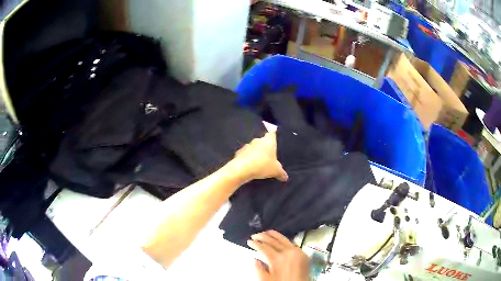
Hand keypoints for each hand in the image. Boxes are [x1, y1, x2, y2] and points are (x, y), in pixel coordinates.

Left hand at [232, 132, 287, 181]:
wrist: (242, 169)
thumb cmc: (263, 165)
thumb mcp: (276, 171)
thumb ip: (281, 173)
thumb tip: (285, 177)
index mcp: (268, 140)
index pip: (272, 133)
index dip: (274, 135)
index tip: (274, 139)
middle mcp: (258, 140)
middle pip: (262, 141)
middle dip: (265, 147)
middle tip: (269, 156)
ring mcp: (247, 145)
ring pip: (253, 147)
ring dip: (255, 153)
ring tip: (259, 162)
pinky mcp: (239, 152)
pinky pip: (245, 155)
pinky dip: (247, 159)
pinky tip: (249, 166)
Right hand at [247, 230, 308, 280]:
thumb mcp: (266, 279)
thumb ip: (258, 268)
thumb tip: (255, 259)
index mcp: (277, 259)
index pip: (263, 247)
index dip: (255, 244)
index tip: (249, 242)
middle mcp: (288, 252)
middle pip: (272, 240)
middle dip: (262, 236)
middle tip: (254, 235)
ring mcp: (296, 251)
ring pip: (283, 238)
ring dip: (272, 235)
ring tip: (265, 232)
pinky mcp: (302, 253)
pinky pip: (291, 243)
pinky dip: (283, 239)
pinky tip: (278, 239)